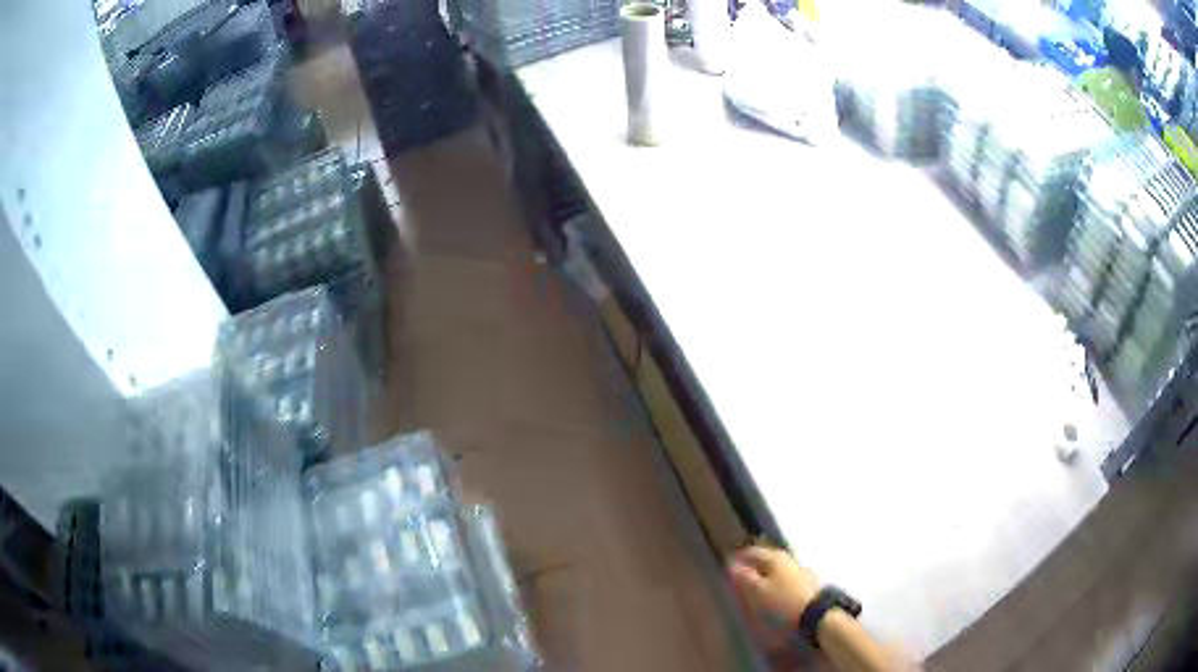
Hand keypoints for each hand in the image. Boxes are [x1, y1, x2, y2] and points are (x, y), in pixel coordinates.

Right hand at [728, 544, 821, 626]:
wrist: (815, 613)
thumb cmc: (783, 601)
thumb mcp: (758, 591)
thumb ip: (744, 577)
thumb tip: (731, 565)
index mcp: (775, 557)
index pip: (752, 551)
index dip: (739, 557)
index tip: (728, 563)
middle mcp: (788, 558)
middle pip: (765, 557)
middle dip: (752, 563)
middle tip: (740, 572)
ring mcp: (798, 568)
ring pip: (776, 566)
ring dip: (763, 571)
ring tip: (754, 582)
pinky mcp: (805, 581)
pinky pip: (783, 575)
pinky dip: (774, 579)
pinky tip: (771, 588)